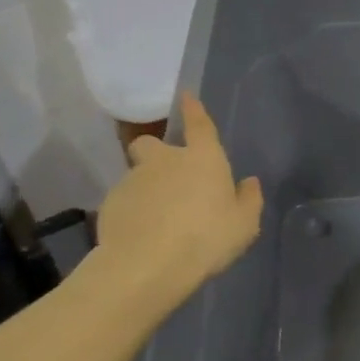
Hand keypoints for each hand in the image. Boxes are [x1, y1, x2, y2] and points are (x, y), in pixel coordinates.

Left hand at [95, 93, 263, 313]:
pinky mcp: (110, 204)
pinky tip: (140, 236)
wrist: (148, 265)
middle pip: (151, 143)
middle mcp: (165, 160)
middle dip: (155, 152)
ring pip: (136, 175)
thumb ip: (248, 200)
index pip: (199, 123)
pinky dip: (131, 213)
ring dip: (145, 188)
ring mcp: (133, 180)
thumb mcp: (243, 225)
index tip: (186, 95)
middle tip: (166, 177)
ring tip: (156, 219)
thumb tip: (249, 182)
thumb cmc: (206, 239)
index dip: (193, 109)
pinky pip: (123, 202)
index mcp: (202, 158)